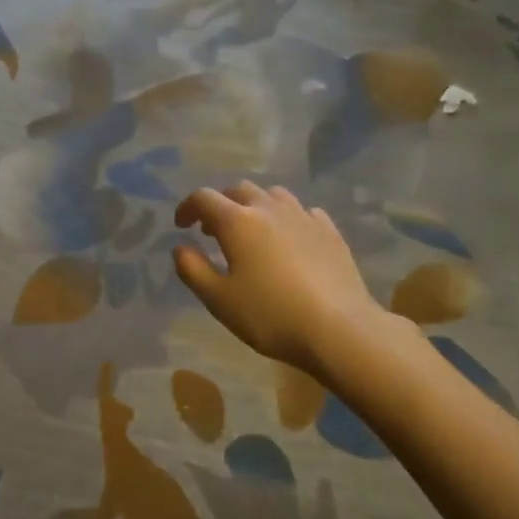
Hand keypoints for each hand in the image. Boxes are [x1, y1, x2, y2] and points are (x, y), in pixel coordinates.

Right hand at [172, 183, 392, 376]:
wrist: (338, 328)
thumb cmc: (270, 316)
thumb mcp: (218, 300)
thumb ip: (193, 270)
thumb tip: (181, 247)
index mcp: (238, 222)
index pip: (204, 198)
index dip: (187, 208)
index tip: (181, 225)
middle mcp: (270, 209)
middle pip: (239, 190)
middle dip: (220, 205)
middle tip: (213, 231)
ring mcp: (304, 217)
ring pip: (273, 195)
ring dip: (254, 206)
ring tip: (251, 232)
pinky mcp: (330, 232)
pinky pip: (302, 212)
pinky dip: (285, 218)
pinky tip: (288, 240)